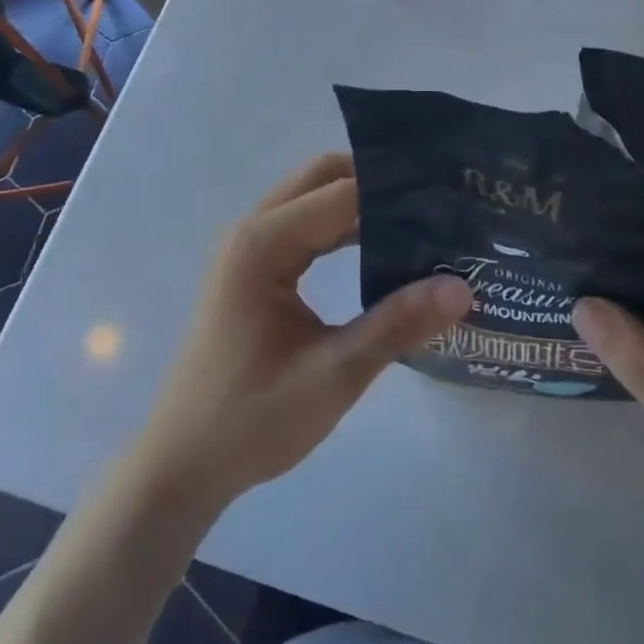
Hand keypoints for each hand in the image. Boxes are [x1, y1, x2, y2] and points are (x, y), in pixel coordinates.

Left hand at [135, 153, 473, 507]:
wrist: (181, 466)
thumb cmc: (252, 421)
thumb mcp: (333, 375)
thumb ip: (397, 325)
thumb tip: (462, 287)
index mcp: (263, 244)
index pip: (343, 193)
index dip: (396, 191)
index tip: (447, 196)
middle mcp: (252, 230)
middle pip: (322, 177)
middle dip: (377, 182)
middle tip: (434, 201)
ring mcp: (248, 246)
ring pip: (312, 197)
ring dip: (360, 202)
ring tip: (419, 221)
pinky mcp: (252, 267)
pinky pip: (303, 225)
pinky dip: (340, 226)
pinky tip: (379, 248)